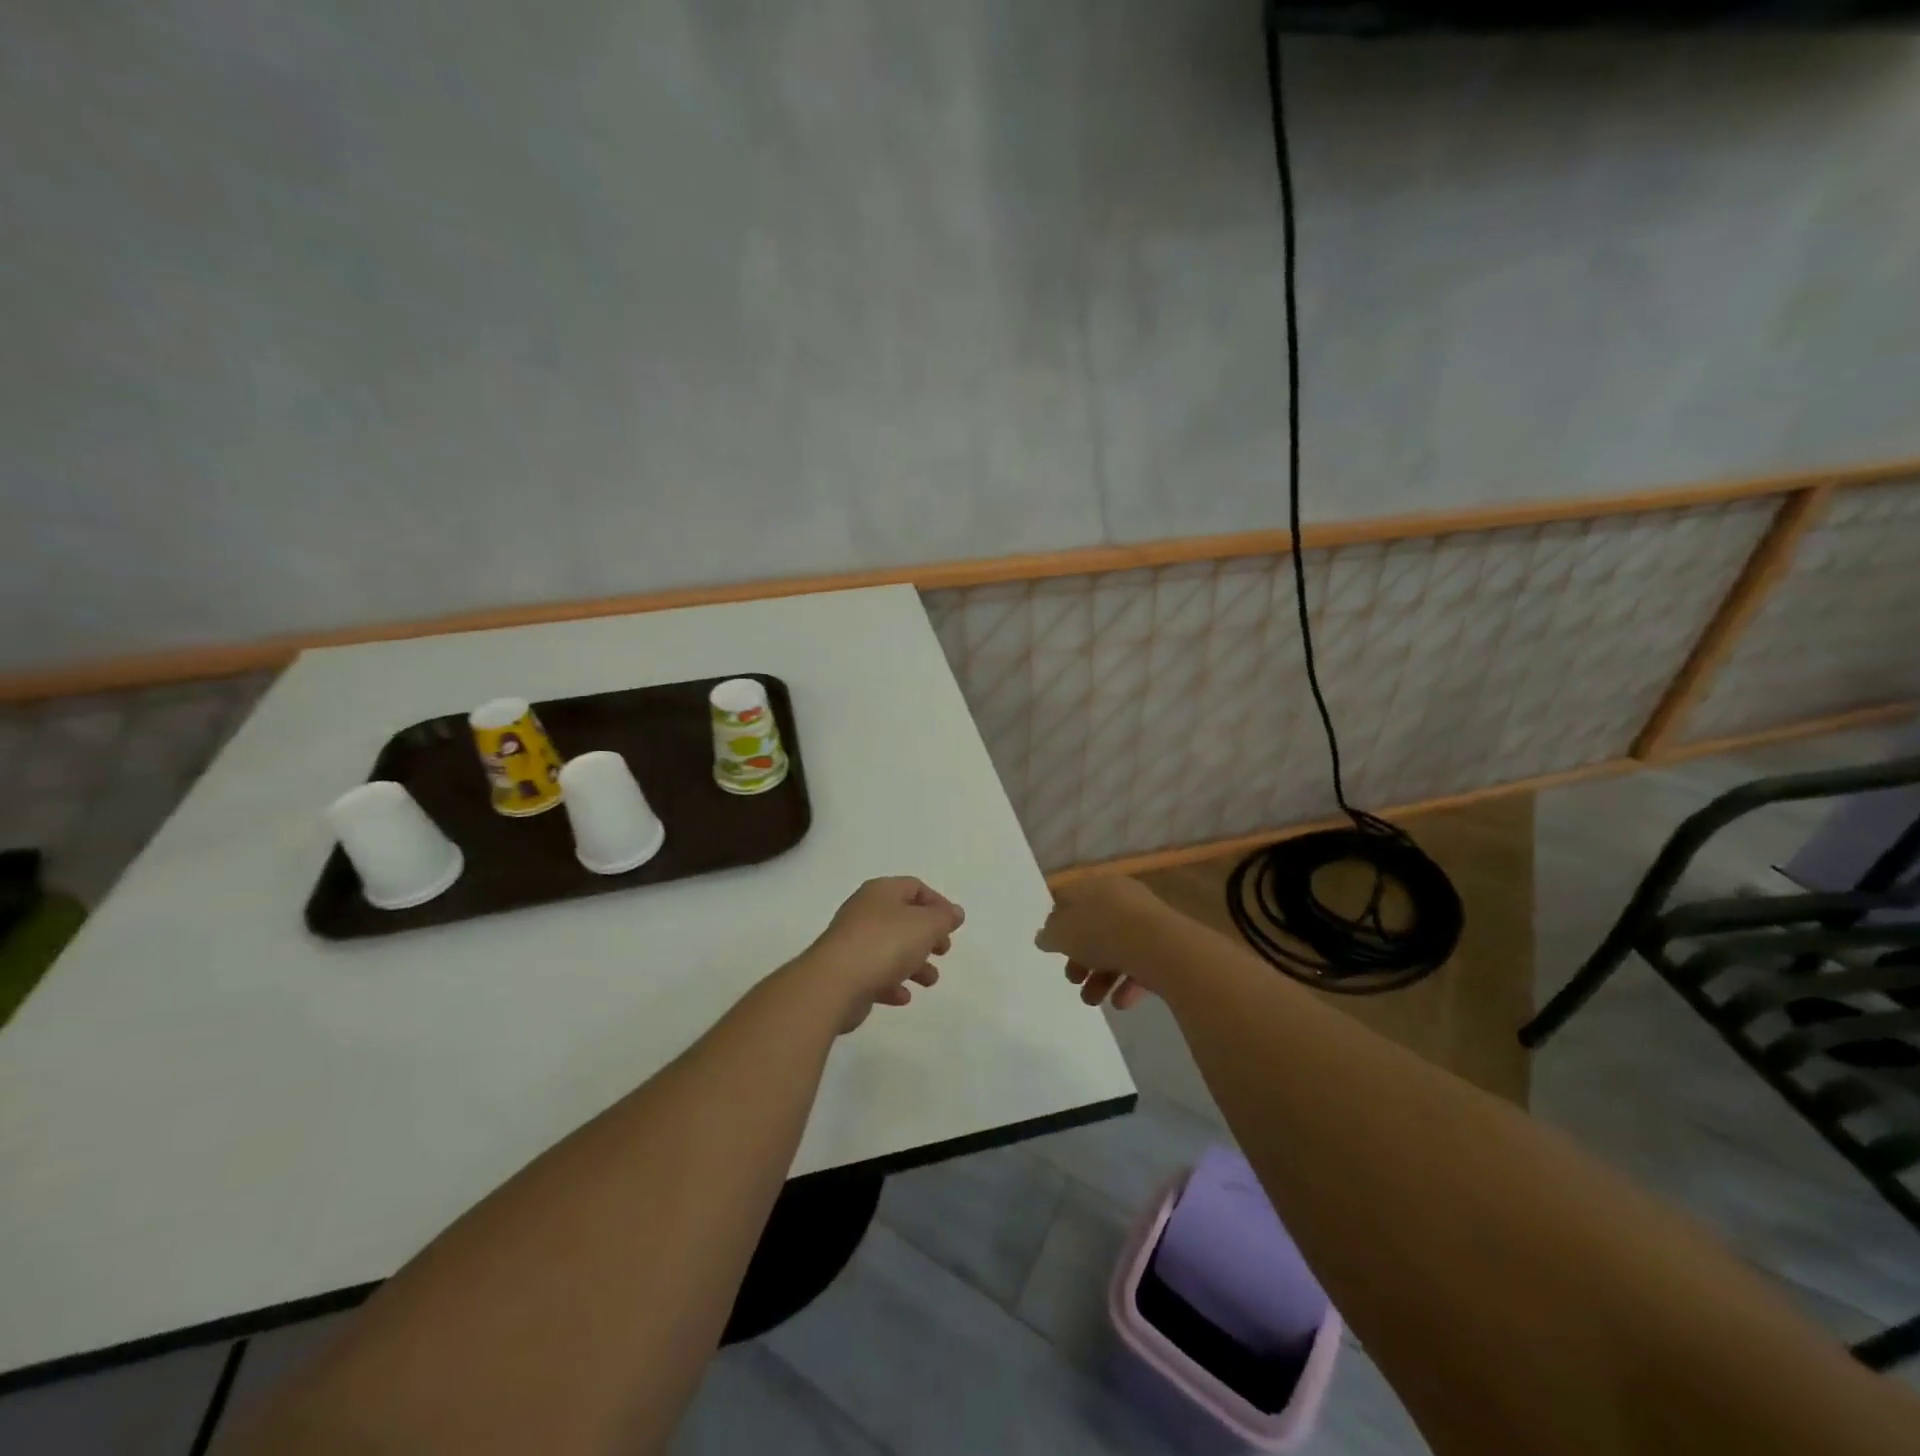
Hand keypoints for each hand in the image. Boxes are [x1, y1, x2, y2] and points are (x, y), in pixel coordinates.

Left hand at [800, 877, 965, 1031]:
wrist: (834, 982)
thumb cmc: (885, 944)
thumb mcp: (925, 926)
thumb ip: (944, 918)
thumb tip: (954, 912)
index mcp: (881, 892)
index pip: (914, 887)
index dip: (937, 903)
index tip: (952, 925)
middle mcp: (864, 912)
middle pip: (902, 918)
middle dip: (927, 936)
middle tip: (943, 951)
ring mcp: (852, 942)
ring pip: (890, 948)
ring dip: (914, 964)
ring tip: (930, 980)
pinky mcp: (845, 972)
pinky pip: (874, 974)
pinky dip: (891, 983)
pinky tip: (903, 997)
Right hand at [1036, 877, 1170, 1010]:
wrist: (1160, 947)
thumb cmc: (1103, 932)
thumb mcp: (1063, 934)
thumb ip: (1049, 936)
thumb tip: (1044, 936)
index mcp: (1096, 886)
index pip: (1070, 899)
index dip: (1057, 922)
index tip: (1052, 947)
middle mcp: (1121, 898)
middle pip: (1093, 927)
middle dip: (1079, 958)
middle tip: (1072, 979)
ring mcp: (1146, 922)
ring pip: (1116, 948)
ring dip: (1100, 976)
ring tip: (1092, 999)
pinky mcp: (1165, 945)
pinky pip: (1140, 963)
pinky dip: (1127, 983)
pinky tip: (1120, 1002)